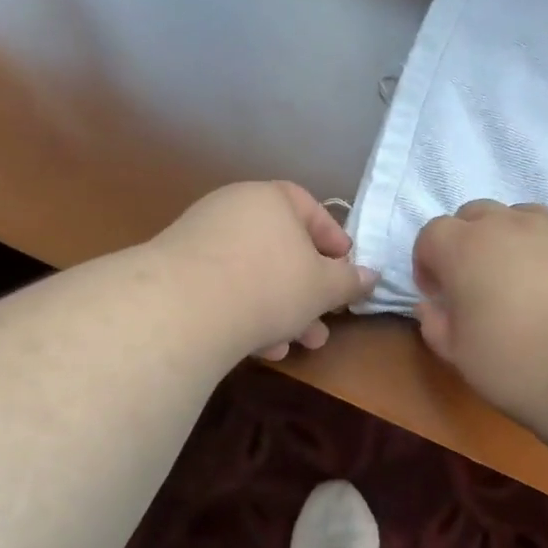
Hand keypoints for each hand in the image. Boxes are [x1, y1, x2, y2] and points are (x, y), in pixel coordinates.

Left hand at [154, 181, 375, 361]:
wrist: (185, 309)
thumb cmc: (270, 285)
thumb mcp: (324, 287)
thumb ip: (350, 281)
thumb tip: (370, 276)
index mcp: (270, 199)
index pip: (309, 208)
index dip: (333, 240)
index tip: (345, 269)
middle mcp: (233, 210)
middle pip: (282, 249)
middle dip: (308, 292)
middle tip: (324, 322)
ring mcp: (200, 240)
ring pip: (254, 275)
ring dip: (281, 311)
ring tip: (297, 345)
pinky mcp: (177, 273)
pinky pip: (224, 289)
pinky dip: (246, 313)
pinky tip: (259, 348)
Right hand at [413, 200, 547, 421]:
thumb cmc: (516, 363)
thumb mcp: (460, 355)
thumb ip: (436, 325)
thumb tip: (431, 306)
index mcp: (464, 248)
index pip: (432, 234)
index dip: (427, 262)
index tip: (437, 293)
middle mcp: (506, 225)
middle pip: (474, 214)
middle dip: (466, 241)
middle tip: (475, 282)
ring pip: (518, 216)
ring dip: (507, 238)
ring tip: (518, 278)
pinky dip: (545, 250)